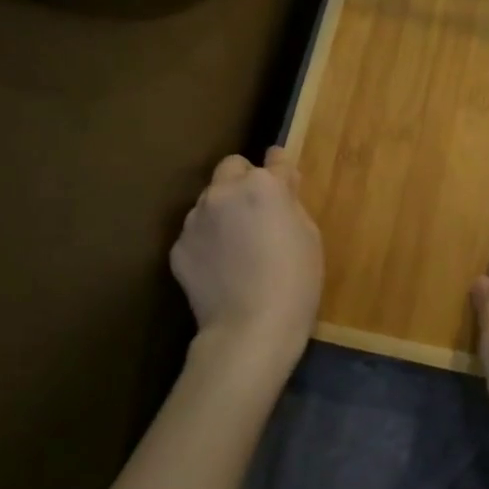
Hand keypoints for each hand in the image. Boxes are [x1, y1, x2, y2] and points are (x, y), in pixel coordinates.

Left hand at [170, 147, 322, 386]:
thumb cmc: (295, 281)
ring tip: (236, 244)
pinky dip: (207, 241)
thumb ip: (291, 202)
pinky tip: (221, 267)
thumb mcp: (309, 235)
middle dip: (244, 180)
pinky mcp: (178, 247)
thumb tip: (281, 186)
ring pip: (209, 199)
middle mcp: (224, 192)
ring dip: (223, 210)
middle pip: (232, 167)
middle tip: (257, 210)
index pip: (275, 159)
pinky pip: (196, 232)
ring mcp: (195, 219)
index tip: (285, 178)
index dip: (281, 168)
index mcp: (262, 185)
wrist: (251, 330)